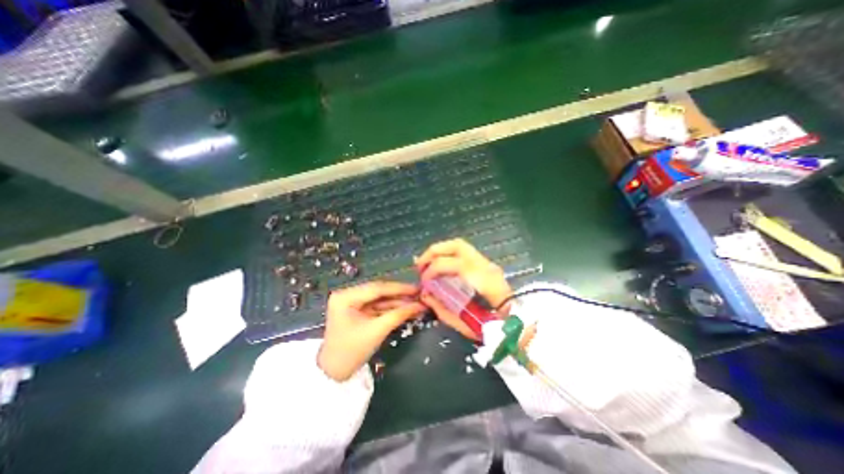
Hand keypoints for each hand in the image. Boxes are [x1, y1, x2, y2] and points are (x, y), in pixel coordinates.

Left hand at [316, 281, 425, 380]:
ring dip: (397, 302)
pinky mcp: (358, 310)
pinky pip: (378, 306)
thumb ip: (398, 315)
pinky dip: (391, 308)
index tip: (417, 288)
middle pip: (379, 292)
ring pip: (380, 299)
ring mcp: (353, 302)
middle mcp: (348, 294)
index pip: (377, 288)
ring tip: (417, 302)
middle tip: (419, 294)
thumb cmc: (351, 351)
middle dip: (400, 295)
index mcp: (346, 296)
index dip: (399, 288)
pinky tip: (406, 308)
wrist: (334, 373)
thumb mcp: (376, 331)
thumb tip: (420, 305)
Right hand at [415, 239, 510, 337]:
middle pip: (457, 246)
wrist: (518, 322)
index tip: (424, 282)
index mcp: (484, 281)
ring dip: (440, 250)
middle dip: (434, 252)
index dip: (434, 270)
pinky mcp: (484, 263)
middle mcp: (485, 266)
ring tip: (427, 262)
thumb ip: (442, 309)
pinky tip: (440, 263)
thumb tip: (425, 295)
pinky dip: (447, 253)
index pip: (455, 264)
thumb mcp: (466, 324)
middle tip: (420, 265)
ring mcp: (486, 262)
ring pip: (460, 244)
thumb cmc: (494, 326)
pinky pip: (462, 251)